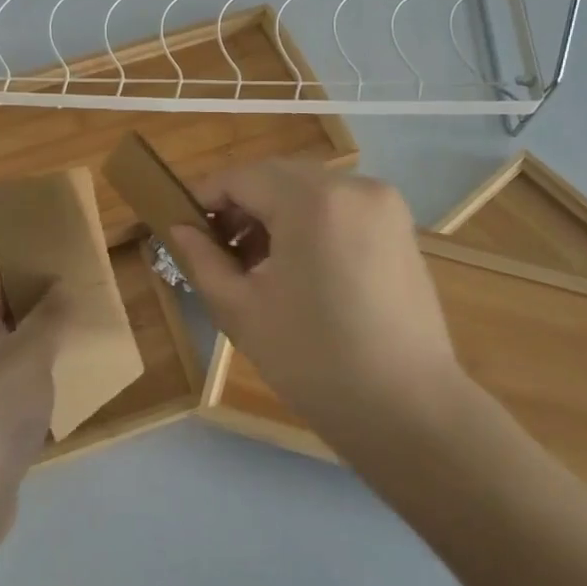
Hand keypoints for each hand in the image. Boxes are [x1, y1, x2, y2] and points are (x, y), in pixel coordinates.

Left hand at [0, 281, 71, 555]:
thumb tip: (60, 286)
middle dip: (43, 317)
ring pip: (9, 362)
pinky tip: (65, 397)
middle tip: (85, 312)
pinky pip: (11, 397)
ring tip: (82, 349)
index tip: (71, 275)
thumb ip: (47, 318)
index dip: (31, 276)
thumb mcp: (27, 358)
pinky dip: (35, 392)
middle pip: (3, 322)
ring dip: (42, 356)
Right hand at [168, 160, 463, 435]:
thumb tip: (180, 230)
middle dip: (242, 206)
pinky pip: (341, 209)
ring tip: (256, 265)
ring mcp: (385, 206)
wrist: (406, 408)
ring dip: (275, 214)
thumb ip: (202, 260)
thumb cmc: (313, 360)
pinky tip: (299, 268)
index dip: (205, 197)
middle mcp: (355, 186)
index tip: (183, 227)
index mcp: (313, 201)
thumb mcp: (241, 310)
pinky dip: (310, 224)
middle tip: (217, 250)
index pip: (243, 177)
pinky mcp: (401, 229)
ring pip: (310, 191)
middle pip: (278, 177)